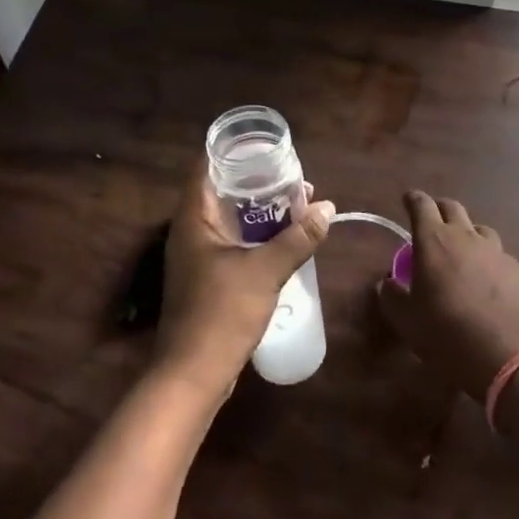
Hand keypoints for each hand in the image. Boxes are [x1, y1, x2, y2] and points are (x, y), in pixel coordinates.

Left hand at [154, 162, 334, 398]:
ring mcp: (197, 256)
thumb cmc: (222, 314)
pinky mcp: (208, 278)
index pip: (207, 167)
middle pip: (222, 191)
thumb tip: (327, 207)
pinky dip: (256, 235)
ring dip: (260, 210)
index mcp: (194, 219)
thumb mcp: (266, 271)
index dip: (234, 151)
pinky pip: (233, 243)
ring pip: (230, 219)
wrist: (193, 375)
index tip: (265, 144)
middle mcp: (191, 231)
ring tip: (295, 201)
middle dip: (256, 181)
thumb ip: (297, 238)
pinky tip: (284, 238)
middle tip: (290, 172)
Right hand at [376, 192, 518, 399]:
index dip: (413, 199)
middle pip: (453, 208)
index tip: (408, 200)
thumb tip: (388, 284)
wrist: (507, 355)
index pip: (421, 205)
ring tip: (463, 251)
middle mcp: (466, 237)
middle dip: (440, 209)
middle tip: (433, 222)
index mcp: (434, 240)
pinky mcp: (518, 271)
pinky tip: (489, 281)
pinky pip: (500, 256)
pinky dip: (490, 261)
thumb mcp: (407, 320)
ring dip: (468, 233)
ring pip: (480, 229)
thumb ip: (393, 297)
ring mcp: (496, 252)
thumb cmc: (446, 333)